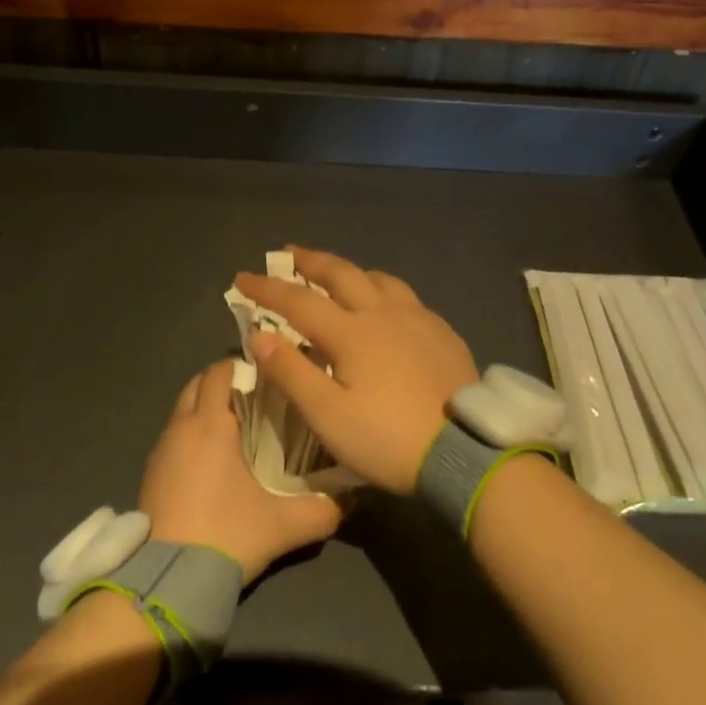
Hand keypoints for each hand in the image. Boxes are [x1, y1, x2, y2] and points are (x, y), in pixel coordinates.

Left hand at [138, 360, 341, 583]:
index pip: (219, 372)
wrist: (166, 584)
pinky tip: (212, 460)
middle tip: (254, 397)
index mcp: (210, 424)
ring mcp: (161, 450)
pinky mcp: (150, 474)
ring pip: (183, 409)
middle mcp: (181, 427)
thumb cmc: (225, 536)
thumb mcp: (282, 526)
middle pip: (197, 384)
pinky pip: (173, 435)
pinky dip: (191, 433)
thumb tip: (350, 498)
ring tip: (236, 427)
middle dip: (222, 383)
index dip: (240, 366)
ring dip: (204, 408)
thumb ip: (321, 510)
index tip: (266, 374)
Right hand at [234, 248, 479, 495]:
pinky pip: (405, 296)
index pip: (298, 301)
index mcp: (351, 331)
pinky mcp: (441, 331)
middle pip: (341, 274)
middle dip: (310, 261)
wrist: (463, 450)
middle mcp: (382, 312)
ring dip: (350, 271)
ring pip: (378, 279)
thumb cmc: (387, 438)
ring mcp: (417, 317)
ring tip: (337, 274)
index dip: (267, 288)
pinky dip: (383, 289)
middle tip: (289, 253)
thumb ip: (291, 372)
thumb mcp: (329, 416)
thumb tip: (258, 335)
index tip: (242, 277)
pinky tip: (387, 304)